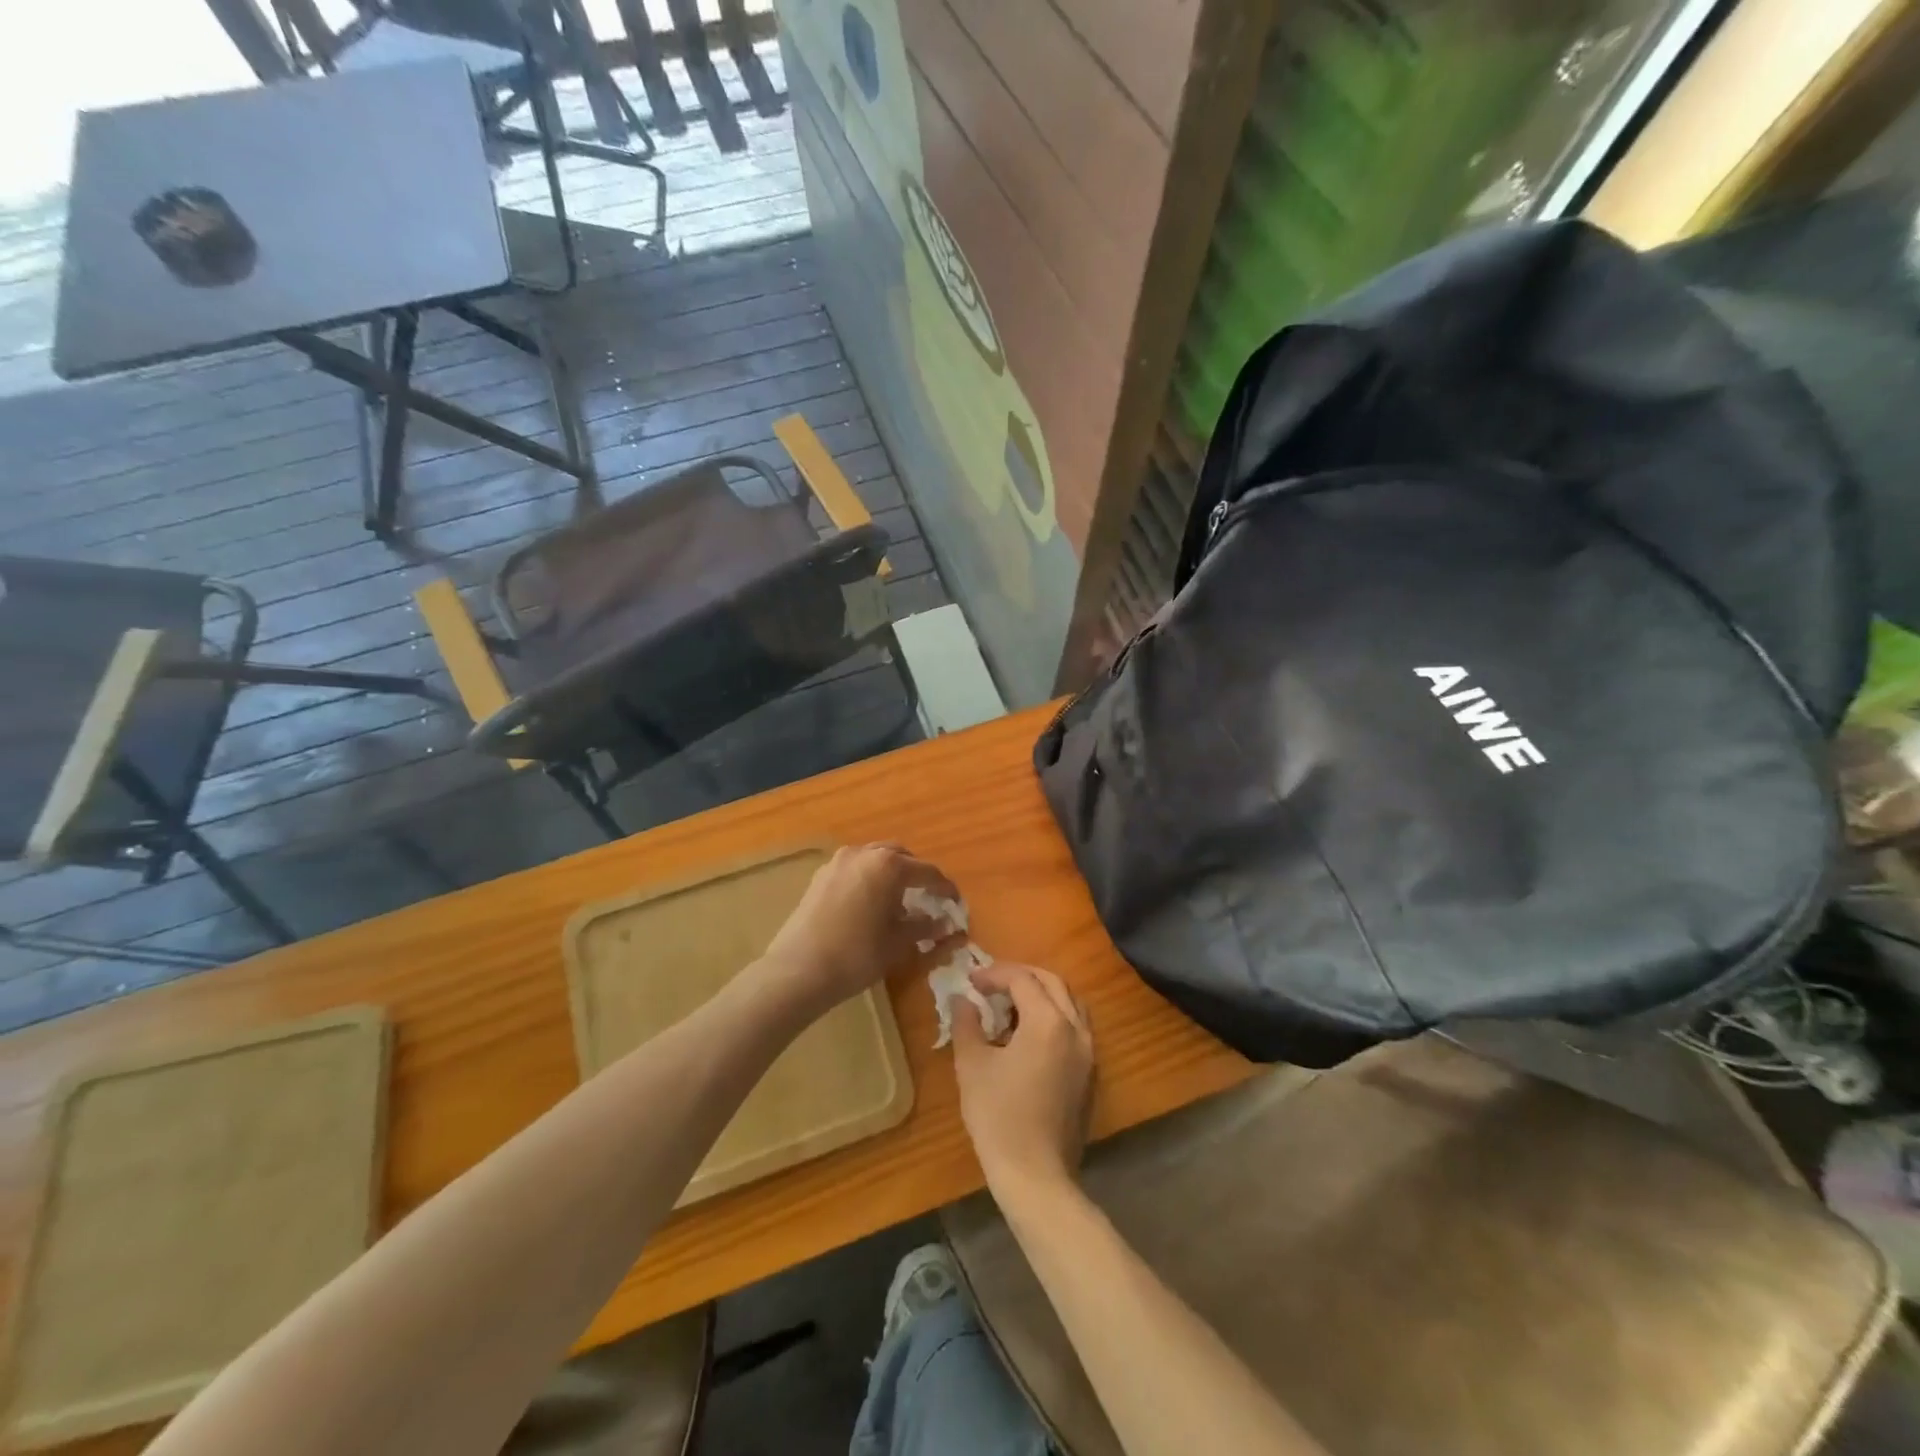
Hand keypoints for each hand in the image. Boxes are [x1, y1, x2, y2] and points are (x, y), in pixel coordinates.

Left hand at [758, 843, 960, 1011]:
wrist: (798, 970)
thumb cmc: (857, 955)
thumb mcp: (898, 943)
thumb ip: (924, 927)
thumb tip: (946, 923)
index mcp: (889, 865)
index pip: (927, 872)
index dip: (945, 888)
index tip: (955, 902)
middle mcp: (864, 853)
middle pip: (899, 856)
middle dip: (916, 874)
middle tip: (927, 897)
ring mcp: (838, 862)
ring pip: (874, 858)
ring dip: (890, 873)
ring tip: (897, 900)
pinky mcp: (820, 876)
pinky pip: (854, 869)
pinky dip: (868, 878)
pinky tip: (869, 903)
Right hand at [953, 963, 1094, 1193]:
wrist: (1036, 1175)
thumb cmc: (999, 1117)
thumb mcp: (972, 1065)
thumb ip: (967, 1023)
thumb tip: (962, 1000)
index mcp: (1048, 1021)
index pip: (1022, 979)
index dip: (994, 974)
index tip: (970, 981)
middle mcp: (1076, 1029)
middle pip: (1052, 982)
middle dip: (1020, 976)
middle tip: (991, 984)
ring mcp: (1089, 1052)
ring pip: (1070, 1003)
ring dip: (1041, 994)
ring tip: (1010, 1006)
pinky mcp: (1091, 1074)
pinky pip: (1076, 1028)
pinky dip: (1054, 1017)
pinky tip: (1028, 1036)